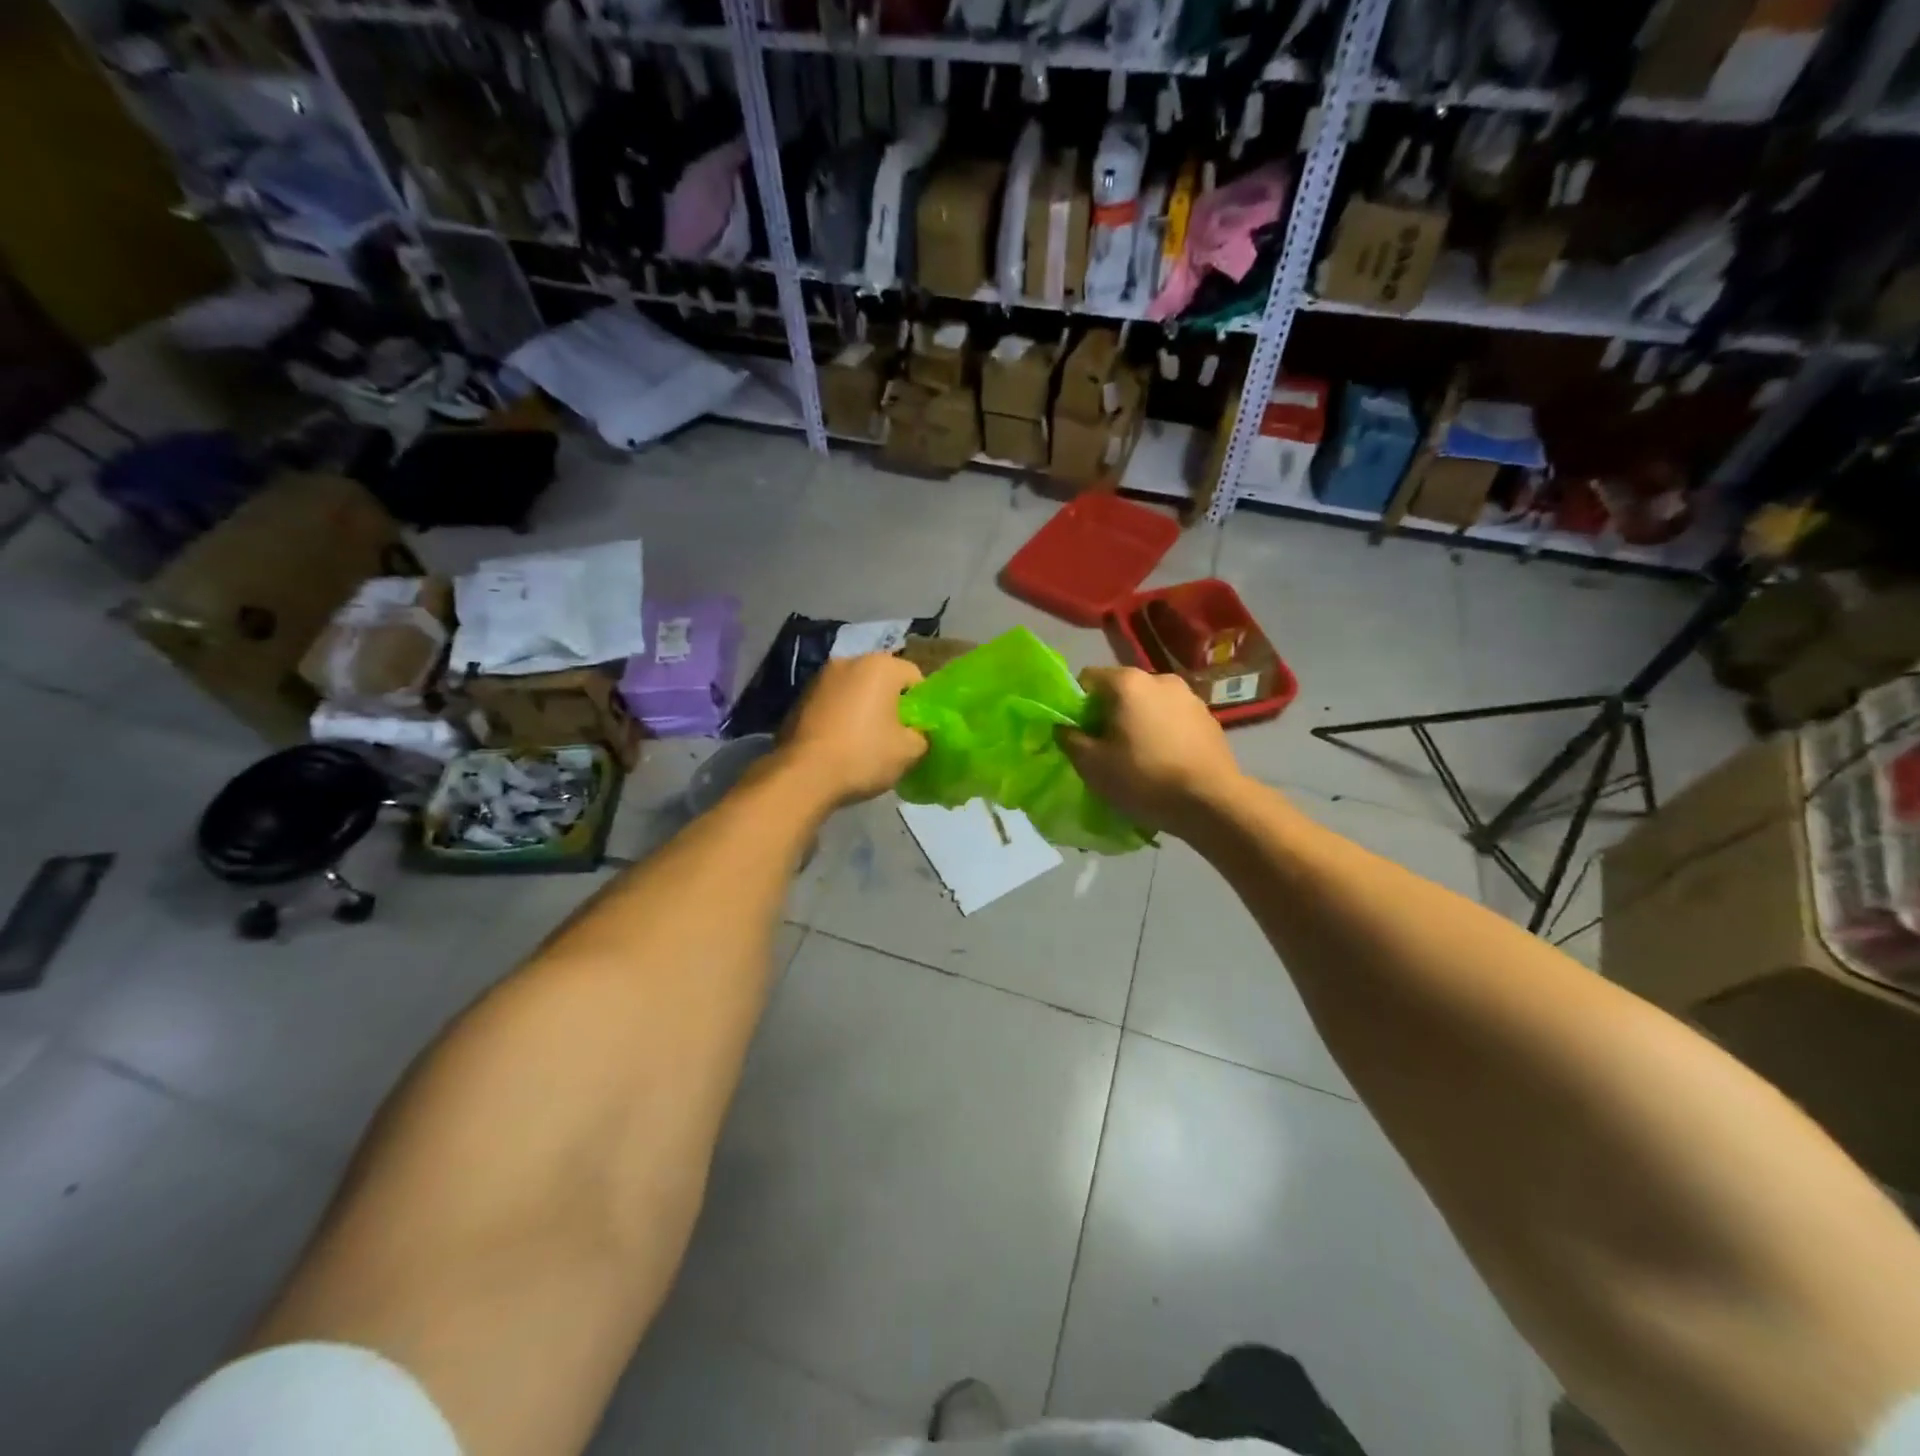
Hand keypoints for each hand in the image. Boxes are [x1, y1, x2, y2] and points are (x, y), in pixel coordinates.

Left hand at [776, 653, 927, 806]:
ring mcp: (819, 678)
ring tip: (864, 742)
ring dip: (863, 709)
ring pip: (855, 691)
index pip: (915, 677)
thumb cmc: (863, 755)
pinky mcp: (798, 698)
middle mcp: (848, 661)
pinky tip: (840, 744)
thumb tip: (918, 733)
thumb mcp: (910, 751)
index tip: (918, 730)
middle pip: (882, 681)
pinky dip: (840, 717)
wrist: (803, 776)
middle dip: (890, 704)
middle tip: (894, 736)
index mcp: (880, 666)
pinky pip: (832, 703)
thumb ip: (923, 735)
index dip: (922, 705)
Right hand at [1058, 667, 1244, 838]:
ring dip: (1138, 723)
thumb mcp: (1092, 765)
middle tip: (1106, 750)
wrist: (1212, 802)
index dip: (1077, 705)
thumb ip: (1069, 740)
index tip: (1080, 734)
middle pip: (1120, 690)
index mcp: (1127, 682)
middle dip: (1109, 715)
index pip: (1087, 678)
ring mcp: (1189, 697)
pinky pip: (1173, 719)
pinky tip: (1166, 762)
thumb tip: (1063, 727)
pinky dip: (1164, 733)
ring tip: (1139, 758)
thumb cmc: (1144, 779)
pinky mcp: (1209, 718)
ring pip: (1149, 705)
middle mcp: (1160, 679)